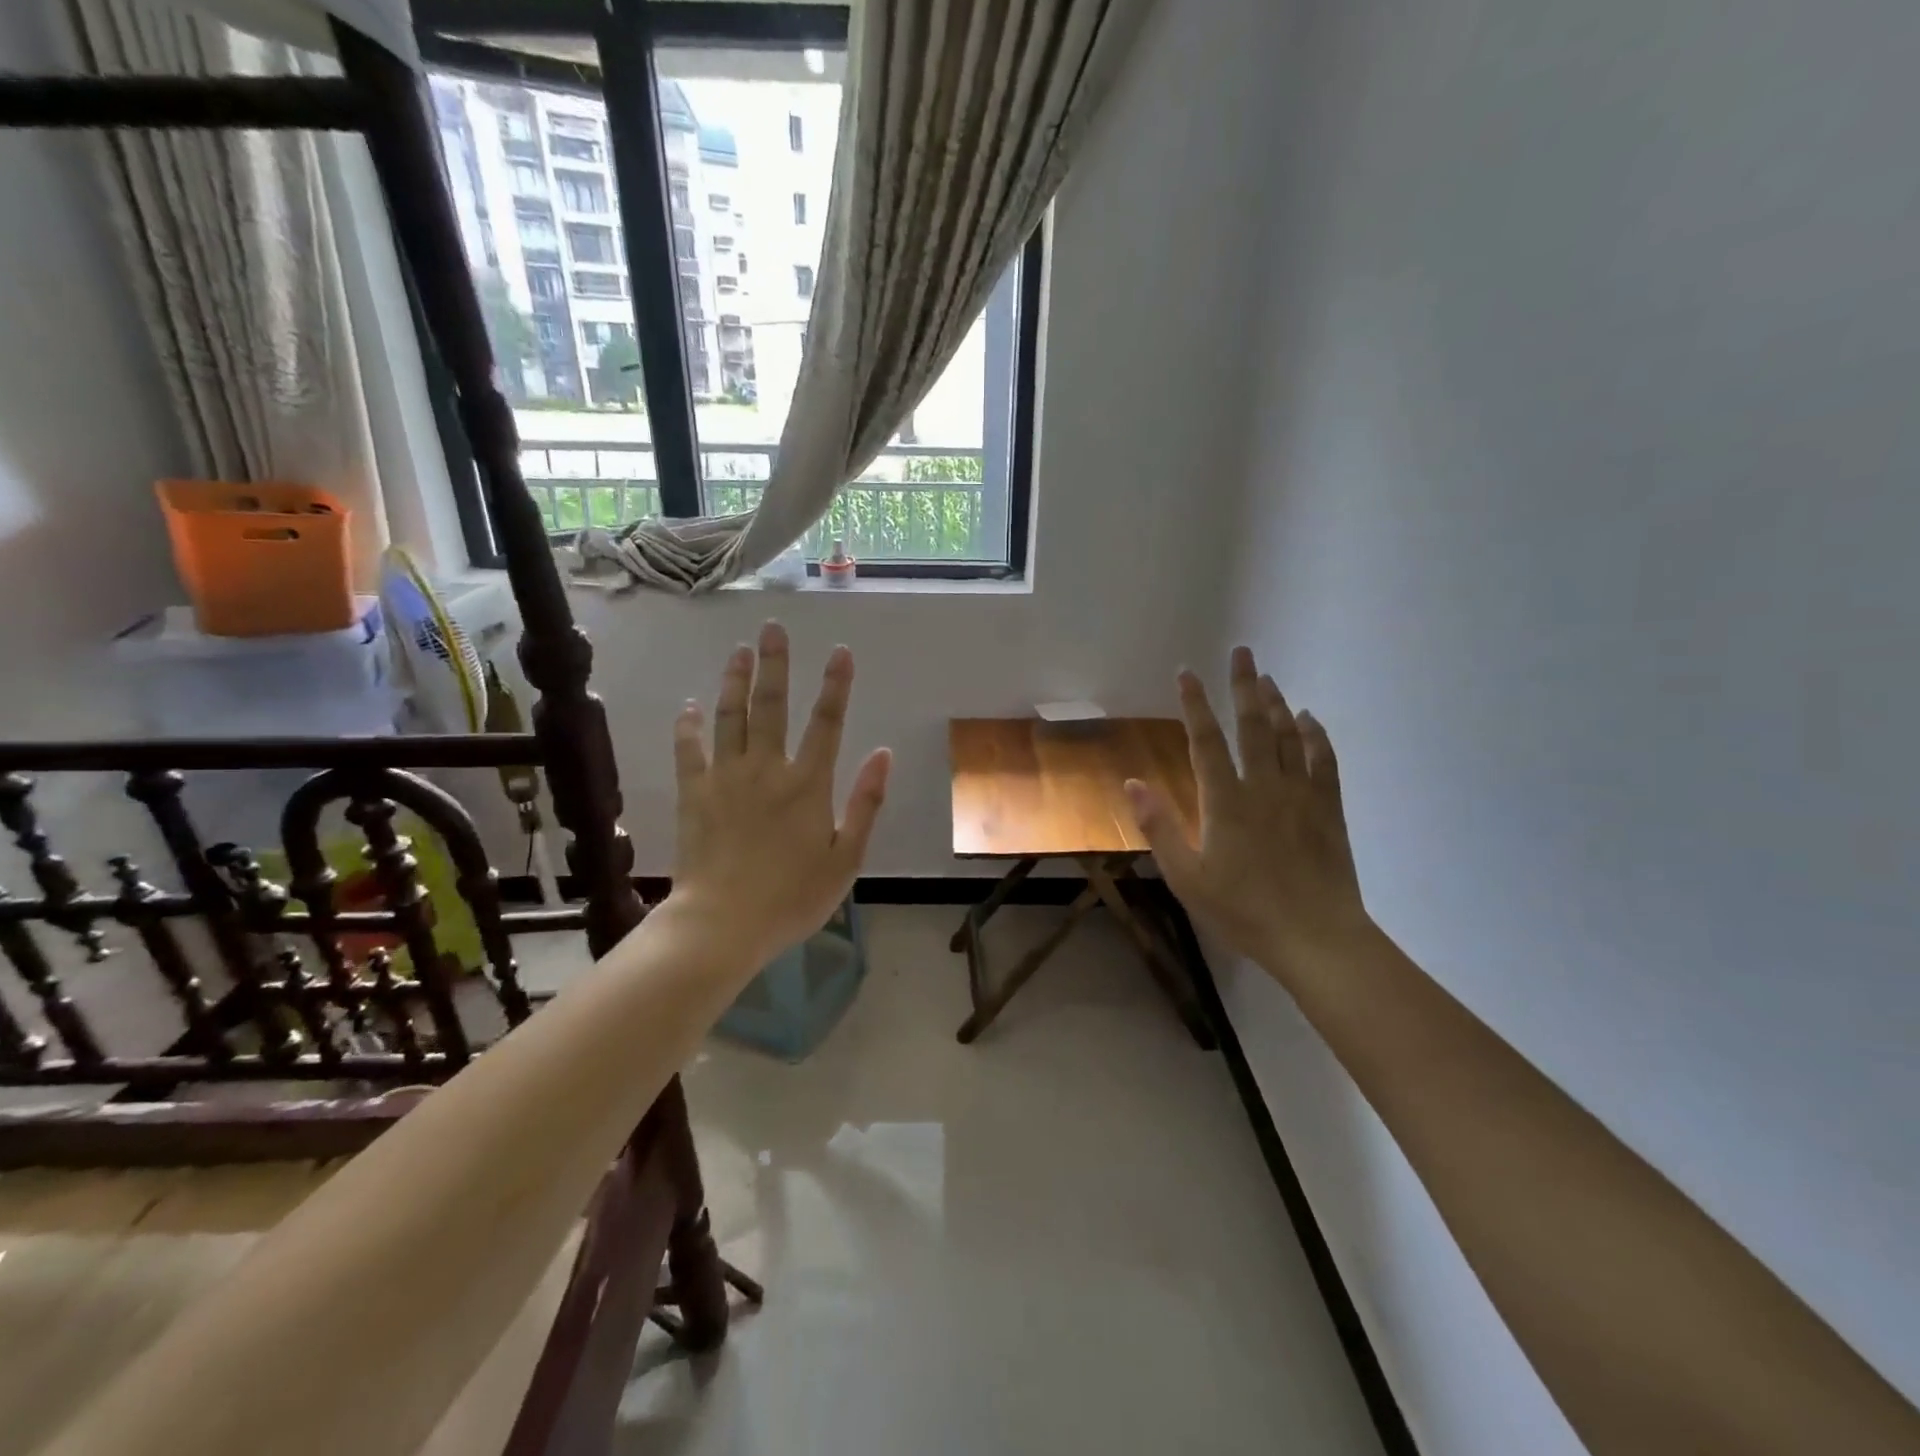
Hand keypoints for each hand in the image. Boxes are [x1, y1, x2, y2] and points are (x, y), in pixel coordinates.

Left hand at [668, 622, 890, 965]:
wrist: (723, 925)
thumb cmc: (793, 897)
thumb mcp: (847, 858)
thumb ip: (866, 803)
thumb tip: (883, 753)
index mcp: (808, 785)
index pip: (827, 722)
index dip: (836, 685)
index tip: (840, 651)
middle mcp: (767, 769)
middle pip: (771, 706)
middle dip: (775, 664)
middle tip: (772, 628)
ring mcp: (726, 778)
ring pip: (730, 717)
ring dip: (734, 681)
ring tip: (739, 651)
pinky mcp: (695, 794)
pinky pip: (690, 751)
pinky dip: (689, 727)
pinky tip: (689, 706)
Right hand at [1126, 647, 1370, 975]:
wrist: (1315, 936)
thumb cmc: (1243, 910)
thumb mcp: (1187, 877)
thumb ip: (1160, 827)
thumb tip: (1133, 783)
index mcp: (1226, 801)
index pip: (1206, 741)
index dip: (1195, 705)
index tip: (1187, 673)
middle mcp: (1264, 786)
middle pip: (1253, 725)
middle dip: (1243, 686)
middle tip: (1242, 652)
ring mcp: (1300, 795)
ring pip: (1288, 736)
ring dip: (1276, 703)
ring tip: (1267, 678)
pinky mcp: (1328, 809)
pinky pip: (1322, 760)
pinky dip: (1315, 735)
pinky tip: (1309, 719)